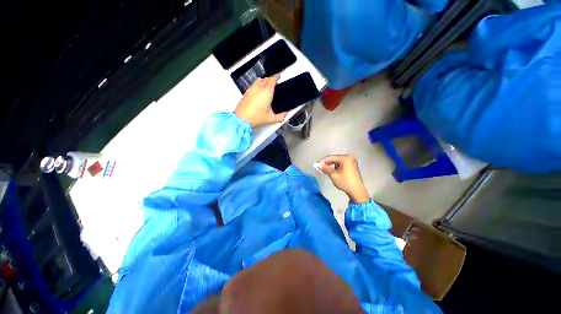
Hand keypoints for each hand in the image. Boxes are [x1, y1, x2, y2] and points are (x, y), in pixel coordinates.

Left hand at [235, 76, 286, 127]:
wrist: (241, 119)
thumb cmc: (256, 118)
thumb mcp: (270, 119)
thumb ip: (280, 117)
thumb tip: (284, 115)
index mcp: (266, 93)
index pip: (272, 80)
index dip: (276, 77)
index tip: (278, 76)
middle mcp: (258, 88)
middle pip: (265, 79)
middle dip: (270, 79)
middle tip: (274, 82)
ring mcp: (251, 90)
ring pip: (258, 81)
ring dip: (263, 81)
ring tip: (266, 85)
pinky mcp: (246, 93)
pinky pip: (252, 85)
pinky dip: (257, 85)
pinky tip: (257, 92)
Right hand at [317, 155, 369, 203]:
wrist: (357, 191)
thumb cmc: (345, 182)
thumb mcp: (333, 175)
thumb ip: (325, 168)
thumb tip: (317, 165)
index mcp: (345, 158)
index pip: (331, 157)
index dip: (323, 161)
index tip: (317, 165)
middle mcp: (349, 158)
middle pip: (335, 159)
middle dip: (327, 163)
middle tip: (321, 168)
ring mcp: (352, 162)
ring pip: (338, 162)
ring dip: (332, 166)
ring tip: (327, 171)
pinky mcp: (352, 167)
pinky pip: (342, 165)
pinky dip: (337, 167)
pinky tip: (334, 172)